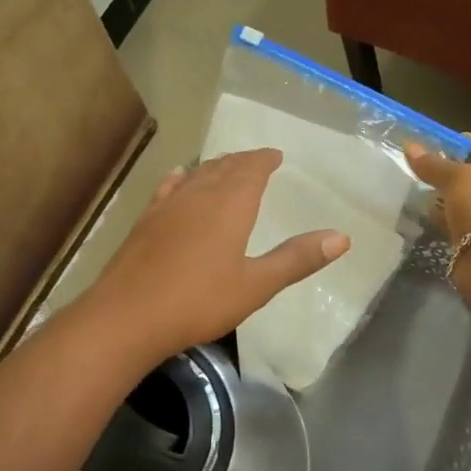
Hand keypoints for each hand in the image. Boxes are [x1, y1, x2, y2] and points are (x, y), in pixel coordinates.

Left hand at [82, 149, 349, 366]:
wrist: (128, 315)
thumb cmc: (199, 301)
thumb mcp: (256, 285)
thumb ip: (296, 259)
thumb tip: (342, 237)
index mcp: (230, 205)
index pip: (251, 169)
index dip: (264, 160)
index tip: (275, 155)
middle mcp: (198, 194)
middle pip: (223, 167)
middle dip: (242, 161)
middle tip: (256, 160)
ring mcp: (167, 205)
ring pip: (196, 174)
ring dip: (214, 167)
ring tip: (225, 166)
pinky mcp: (145, 220)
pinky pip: (169, 187)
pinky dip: (181, 178)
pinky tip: (179, 177)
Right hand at [403, 134, 470, 244]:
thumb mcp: (455, 177)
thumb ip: (433, 163)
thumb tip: (409, 146)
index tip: (445, 143)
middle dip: (454, 169)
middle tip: (429, 166)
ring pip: (470, 197)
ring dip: (448, 194)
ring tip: (422, 189)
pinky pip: (463, 219)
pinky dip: (446, 216)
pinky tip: (427, 213)